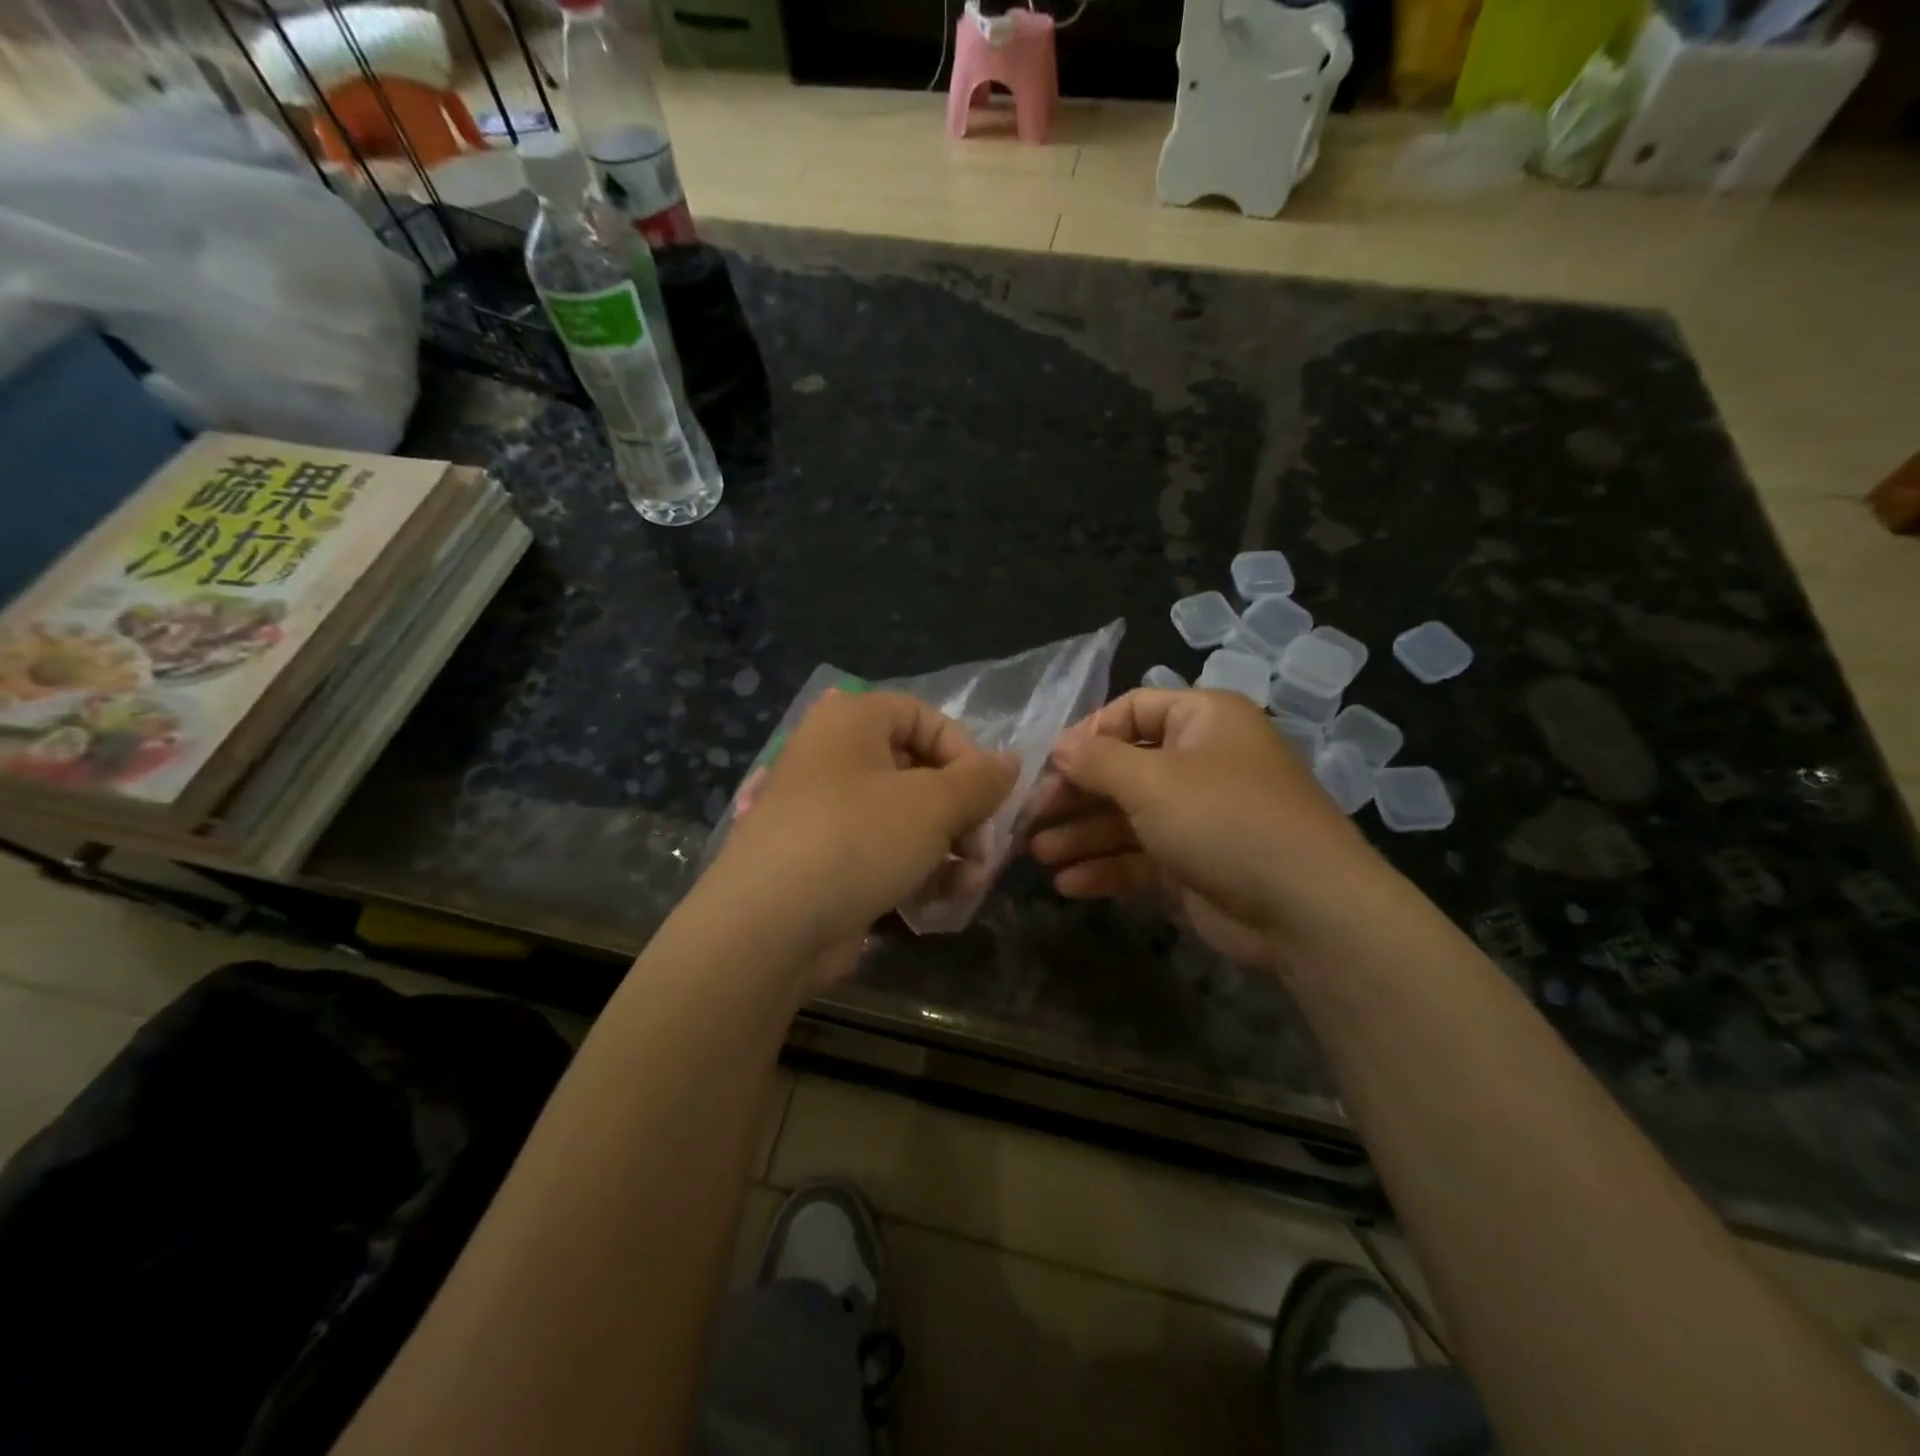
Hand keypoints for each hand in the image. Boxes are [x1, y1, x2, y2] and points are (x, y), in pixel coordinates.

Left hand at [705, 690, 1015, 985]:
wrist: (769, 926)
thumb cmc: (858, 839)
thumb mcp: (934, 804)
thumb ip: (980, 780)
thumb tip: (1011, 762)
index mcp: (851, 722)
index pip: (924, 716)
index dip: (965, 751)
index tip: (989, 794)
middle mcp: (834, 757)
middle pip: (918, 771)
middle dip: (961, 812)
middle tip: (984, 847)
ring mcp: (826, 813)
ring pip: (904, 819)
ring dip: (946, 849)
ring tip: (969, 882)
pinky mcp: (824, 861)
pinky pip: (881, 853)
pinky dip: (914, 871)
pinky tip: (939, 901)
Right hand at [1027, 688, 1390, 971]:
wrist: (1305, 910)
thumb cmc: (1224, 820)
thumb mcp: (1152, 781)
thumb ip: (1097, 761)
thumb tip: (1059, 746)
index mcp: (1202, 721)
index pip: (1131, 711)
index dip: (1086, 735)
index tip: (1046, 764)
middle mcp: (1200, 762)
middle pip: (1122, 768)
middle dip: (1074, 794)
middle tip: (1029, 816)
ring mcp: (1199, 816)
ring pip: (1127, 817)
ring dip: (1081, 835)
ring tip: (1036, 854)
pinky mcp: (1195, 863)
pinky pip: (1141, 856)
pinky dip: (1106, 867)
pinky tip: (1067, 884)